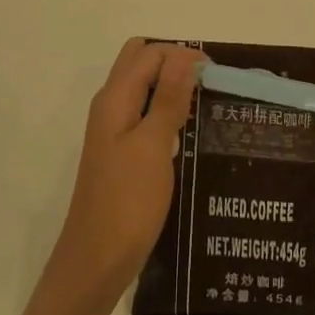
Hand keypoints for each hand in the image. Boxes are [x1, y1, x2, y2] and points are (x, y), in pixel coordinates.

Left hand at [48, 39, 203, 302]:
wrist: (96, 261)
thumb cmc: (127, 202)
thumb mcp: (153, 146)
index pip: (149, 53)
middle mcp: (111, 105)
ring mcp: (114, 129)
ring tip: (205, 104)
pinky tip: (188, 132)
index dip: (182, 54)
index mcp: (115, 98)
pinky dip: (165, 111)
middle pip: (140, 62)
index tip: (217, 74)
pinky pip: (144, 114)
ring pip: (143, 88)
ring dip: (171, 86)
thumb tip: (184, 55)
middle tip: (207, 83)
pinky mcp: (121, 152)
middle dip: (174, 62)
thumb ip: (167, 98)